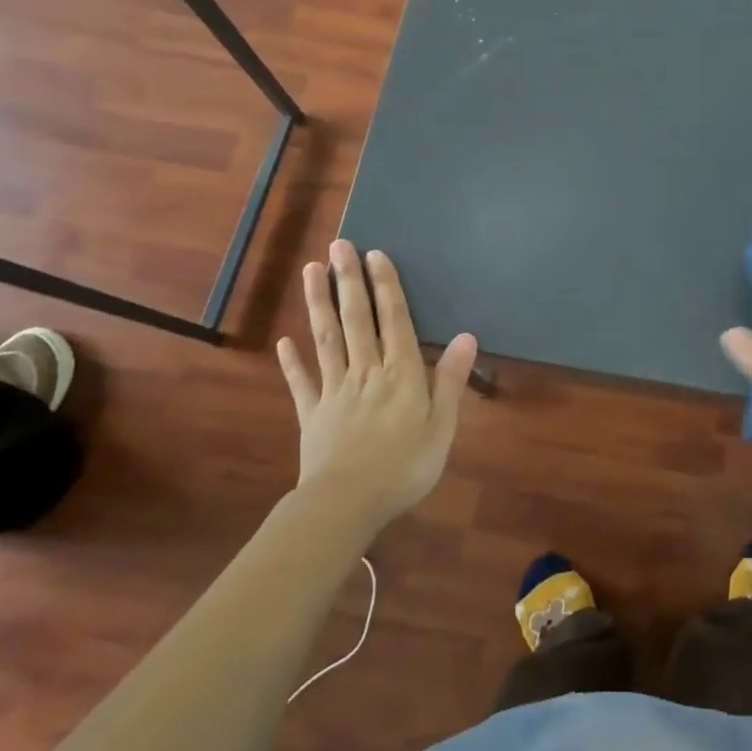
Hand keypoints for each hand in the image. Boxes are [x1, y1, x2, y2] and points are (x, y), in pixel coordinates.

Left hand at [276, 239, 477, 529]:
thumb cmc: (404, 467)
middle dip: (348, 281)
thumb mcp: (442, 426)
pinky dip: (292, 360)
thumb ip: (451, 379)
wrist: (346, 505)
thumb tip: (467, 335)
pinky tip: (284, 340)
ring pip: (326, 339)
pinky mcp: (311, 414)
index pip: (393, 320)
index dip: (385, 286)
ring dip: (318, 304)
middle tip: (338, 246)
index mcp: (400, 374)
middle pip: (356, 319)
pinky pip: (301, 382)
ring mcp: (334, 390)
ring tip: (311, 271)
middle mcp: (366, 371)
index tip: (375, 255)